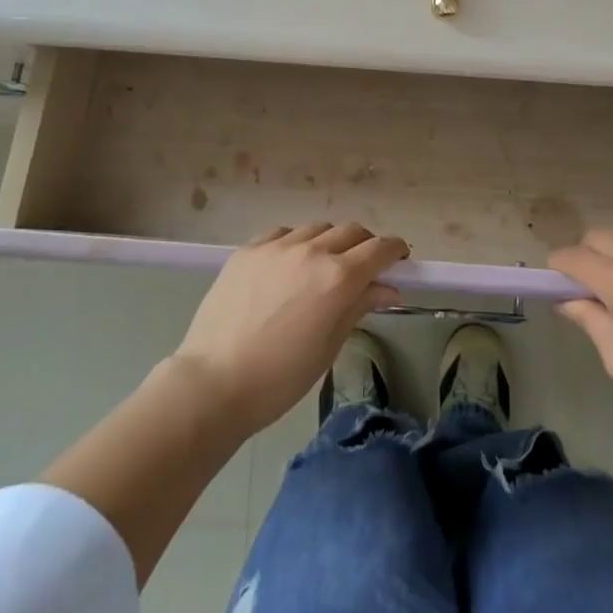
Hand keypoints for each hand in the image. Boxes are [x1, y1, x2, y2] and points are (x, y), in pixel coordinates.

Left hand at [171, 222, 408, 435]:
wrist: (212, 384)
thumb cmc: (279, 379)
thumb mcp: (329, 346)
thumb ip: (359, 307)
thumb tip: (387, 288)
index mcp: (338, 278)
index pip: (380, 249)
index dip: (395, 250)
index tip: (400, 259)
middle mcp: (312, 251)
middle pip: (352, 231)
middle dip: (365, 245)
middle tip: (364, 267)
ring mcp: (277, 246)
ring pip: (318, 228)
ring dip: (330, 242)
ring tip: (322, 267)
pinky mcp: (249, 249)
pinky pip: (283, 233)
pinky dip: (296, 243)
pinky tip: (289, 264)